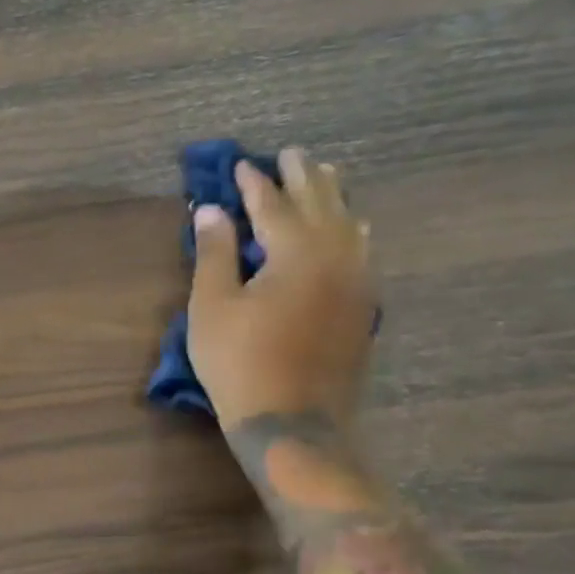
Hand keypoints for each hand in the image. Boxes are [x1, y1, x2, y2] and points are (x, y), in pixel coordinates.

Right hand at [187, 147, 376, 429]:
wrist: (292, 419)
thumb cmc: (239, 361)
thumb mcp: (212, 306)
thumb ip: (214, 253)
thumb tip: (210, 210)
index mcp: (297, 253)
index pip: (273, 205)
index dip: (254, 183)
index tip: (240, 164)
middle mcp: (337, 257)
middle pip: (321, 205)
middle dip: (303, 178)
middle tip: (292, 153)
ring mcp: (358, 282)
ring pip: (349, 225)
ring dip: (333, 197)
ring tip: (325, 175)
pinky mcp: (364, 305)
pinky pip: (362, 249)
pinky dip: (350, 228)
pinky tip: (351, 227)